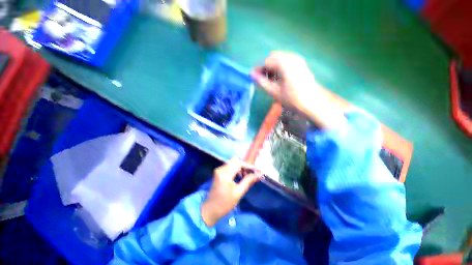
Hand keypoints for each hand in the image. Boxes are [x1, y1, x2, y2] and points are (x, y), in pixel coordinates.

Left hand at [201, 158, 262, 226]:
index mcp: (225, 174)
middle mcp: (221, 169)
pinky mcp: (218, 172)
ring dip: (241, 167)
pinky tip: (240, 176)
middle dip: (245, 166)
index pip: (239, 164)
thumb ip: (248, 181)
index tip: (258, 170)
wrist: (209, 210)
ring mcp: (219, 170)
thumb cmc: (224, 204)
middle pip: (236, 161)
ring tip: (247, 175)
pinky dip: (236, 169)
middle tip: (253, 173)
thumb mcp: (238, 193)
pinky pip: (229, 166)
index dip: (250, 166)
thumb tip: (259, 175)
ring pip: (233, 163)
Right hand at [251, 51, 319, 111]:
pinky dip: (279, 67)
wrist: (312, 103)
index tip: (253, 77)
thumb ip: (262, 82)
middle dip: (265, 67)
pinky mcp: (301, 64)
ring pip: (279, 59)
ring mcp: (298, 60)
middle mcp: (292, 57)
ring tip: (269, 80)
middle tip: (261, 78)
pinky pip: (286, 61)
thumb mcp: (275, 92)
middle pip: (273, 57)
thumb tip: (251, 75)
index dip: (258, 68)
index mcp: (285, 63)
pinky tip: (278, 78)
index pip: (267, 61)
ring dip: (272, 67)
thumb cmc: (292, 99)